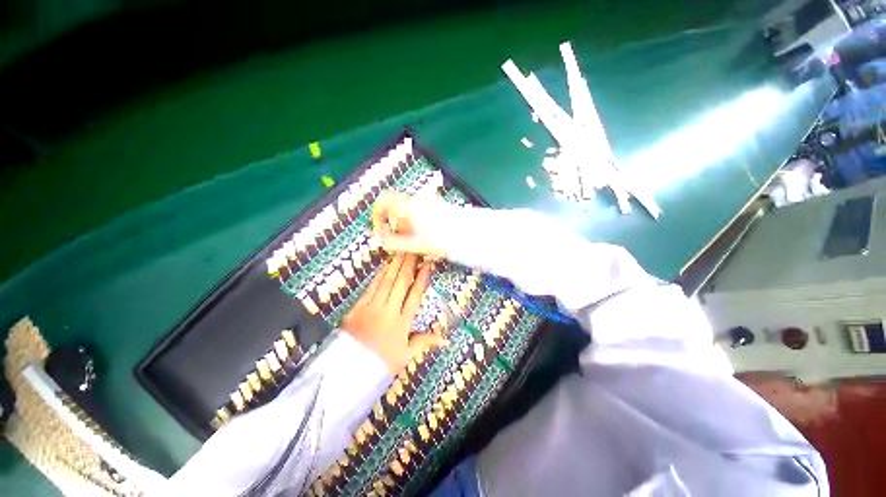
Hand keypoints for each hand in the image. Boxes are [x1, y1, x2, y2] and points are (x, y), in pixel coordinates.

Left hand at [341, 253, 445, 371]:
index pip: (415, 296)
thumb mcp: (405, 355)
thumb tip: (445, 338)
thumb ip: (424, 342)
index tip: (427, 265)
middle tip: (414, 251)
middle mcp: (388, 311)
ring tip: (401, 253)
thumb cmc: (380, 363)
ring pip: (386, 282)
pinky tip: (384, 266)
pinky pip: (371, 287)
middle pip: (400, 284)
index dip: (421, 279)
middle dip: (408, 265)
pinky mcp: (358, 307)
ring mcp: (372, 307)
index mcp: (402, 323)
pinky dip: (378, 275)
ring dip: (394, 266)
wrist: (347, 371)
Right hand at [371, 191, 446, 257]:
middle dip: (396, 224)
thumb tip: (380, 240)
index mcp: (409, 205)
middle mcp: (418, 199)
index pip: (383, 200)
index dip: (378, 214)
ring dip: (407, 224)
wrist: (467, 234)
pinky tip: (426, 234)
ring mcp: (429, 200)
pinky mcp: (437, 204)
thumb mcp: (414, 244)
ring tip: (417, 239)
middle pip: (397, 208)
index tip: (381, 228)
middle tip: (403, 240)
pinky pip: (420, 210)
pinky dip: (417, 221)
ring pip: (409, 210)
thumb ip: (393, 242)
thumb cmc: (442, 239)